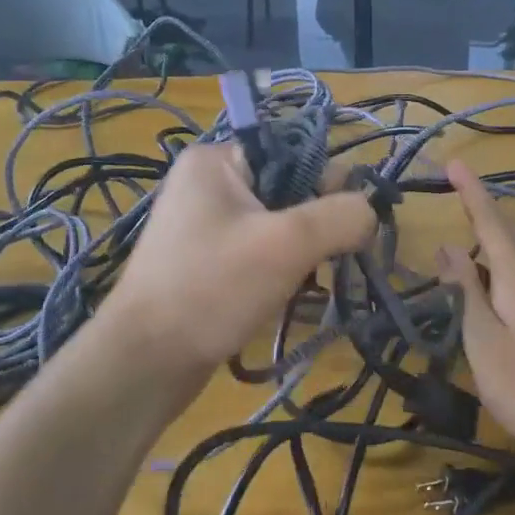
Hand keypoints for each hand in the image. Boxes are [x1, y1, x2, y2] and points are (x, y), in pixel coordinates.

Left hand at [99, 139, 376, 373]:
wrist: (145, 362)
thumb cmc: (213, 289)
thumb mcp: (288, 244)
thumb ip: (342, 216)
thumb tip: (370, 212)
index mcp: (217, 160)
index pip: (294, 151)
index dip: (328, 184)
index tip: (345, 227)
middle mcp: (208, 183)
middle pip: (290, 189)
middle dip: (316, 226)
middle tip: (328, 262)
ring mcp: (204, 224)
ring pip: (279, 225)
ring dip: (303, 253)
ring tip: (306, 285)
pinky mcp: (207, 261)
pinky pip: (260, 251)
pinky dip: (282, 270)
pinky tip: (287, 297)